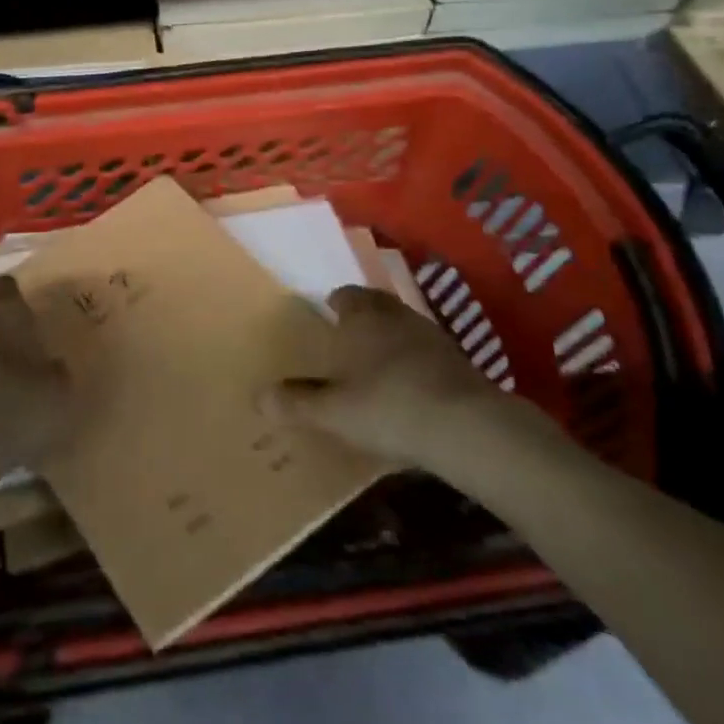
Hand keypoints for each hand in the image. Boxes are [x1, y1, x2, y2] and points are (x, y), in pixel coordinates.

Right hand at [260, 285, 556, 470]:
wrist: (466, 426)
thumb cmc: (387, 406)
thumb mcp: (333, 411)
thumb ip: (296, 402)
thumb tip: (258, 397)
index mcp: (362, 315)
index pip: (344, 296)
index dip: (334, 306)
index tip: (326, 320)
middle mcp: (395, 314)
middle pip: (374, 306)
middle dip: (362, 319)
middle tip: (347, 342)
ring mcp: (431, 334)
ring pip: (402, 327)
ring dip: (390, 339)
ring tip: (376, 366)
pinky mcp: (458, 359)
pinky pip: (425, 352)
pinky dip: (414, 362)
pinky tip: (409, 388)